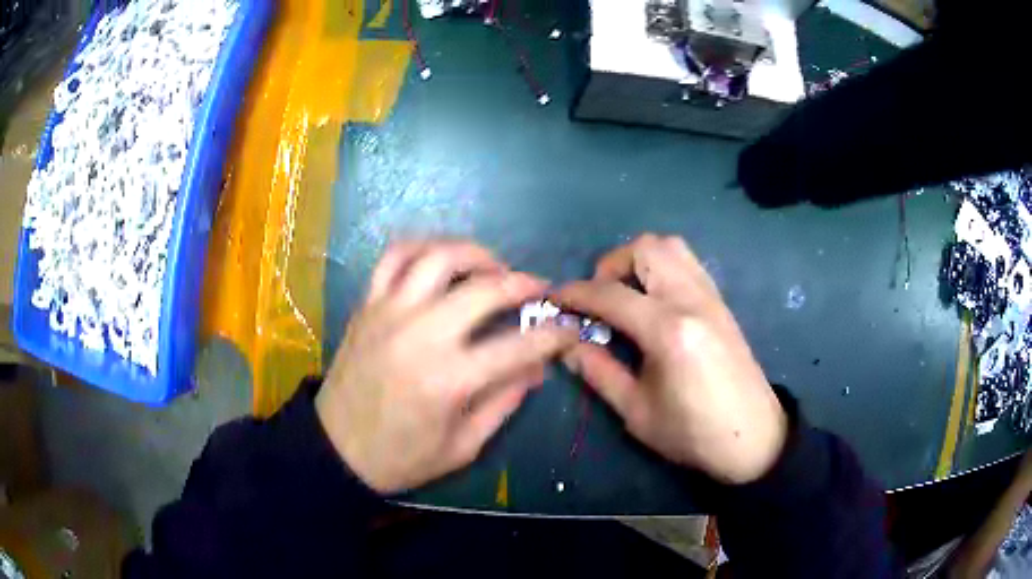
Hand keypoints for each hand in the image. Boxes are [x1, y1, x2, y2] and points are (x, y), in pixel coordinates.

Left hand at [316, 240, 577, 492]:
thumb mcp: (463, 446)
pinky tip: (441, 259)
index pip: (519, 346)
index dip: (554, 335)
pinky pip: (394, 257)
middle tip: (538, 289)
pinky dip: (423, 247)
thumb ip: (503, 403)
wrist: (336, 448)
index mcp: (449, 380)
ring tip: (494, 268)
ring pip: (438, 257)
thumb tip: (537, 368)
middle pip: (484, 289)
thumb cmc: (401, 457)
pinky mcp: (368, 305)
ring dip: (476, 254)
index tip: (569, 328)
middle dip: (523, 283)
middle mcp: (421, 335)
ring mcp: (390, 313)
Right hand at [555, 234, 786, 483]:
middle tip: (599, 298)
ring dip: (639, 260)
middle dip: (611, 265)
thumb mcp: (637, 412)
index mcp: (669, 331)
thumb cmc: (693, 433)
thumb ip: (599, 372)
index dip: (576, 293)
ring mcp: (711, 297)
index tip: (553, 299)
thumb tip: (567, 344)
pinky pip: (687, 263)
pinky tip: (653, 302)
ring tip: (625, 294)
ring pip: (671, 247)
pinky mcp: (720, 302)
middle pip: (646, 249)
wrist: (753, 437)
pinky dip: (661, 267)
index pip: (611, 294)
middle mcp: (692, 300)